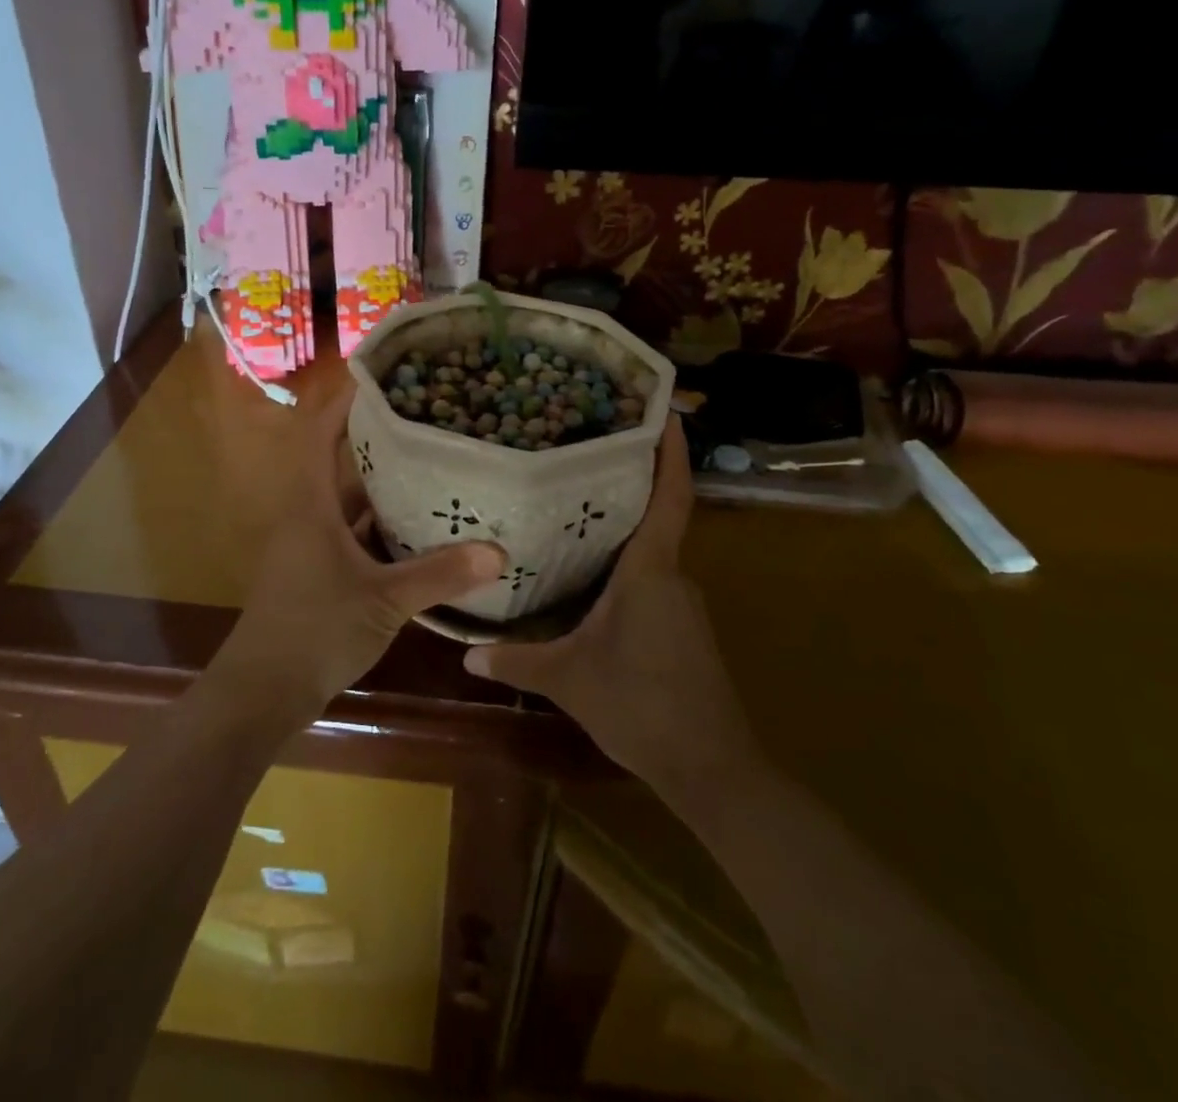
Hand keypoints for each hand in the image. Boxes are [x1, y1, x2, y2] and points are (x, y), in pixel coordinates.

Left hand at [208, 384, 505, 727]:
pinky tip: (420, 526)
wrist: (264, 691)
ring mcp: (311, 545)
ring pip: (349, 500)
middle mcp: (307, 515)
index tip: (381, 377)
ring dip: (382, 484)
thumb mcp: (384, 601)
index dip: (344, 402)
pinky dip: (382, 525)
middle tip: (425, 419)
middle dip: (376, 438)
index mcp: (310, 504)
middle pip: (339, 462)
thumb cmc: (315, 631)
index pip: (319, 433)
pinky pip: (353, 532)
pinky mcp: (319, 571)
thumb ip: (439, 575)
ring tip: (431, 463)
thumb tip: (498, 552)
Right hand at [464, 417, 755, 791]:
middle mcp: (672, 576)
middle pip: (658, 517)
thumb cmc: (639, 705)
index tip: (665, 409)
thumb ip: (517, 661)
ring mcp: (683, 603)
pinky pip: (653, 578)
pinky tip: (592, 574)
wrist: (710, 768)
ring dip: (624, 528)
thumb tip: (467, 653)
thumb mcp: (568, 679)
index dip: (670, 452)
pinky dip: (627, 564)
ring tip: (576, 507)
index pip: (669, 498)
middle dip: (630, 483)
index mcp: (649, 571)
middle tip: (586, 452)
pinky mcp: (685, 628)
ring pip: (652, 551)